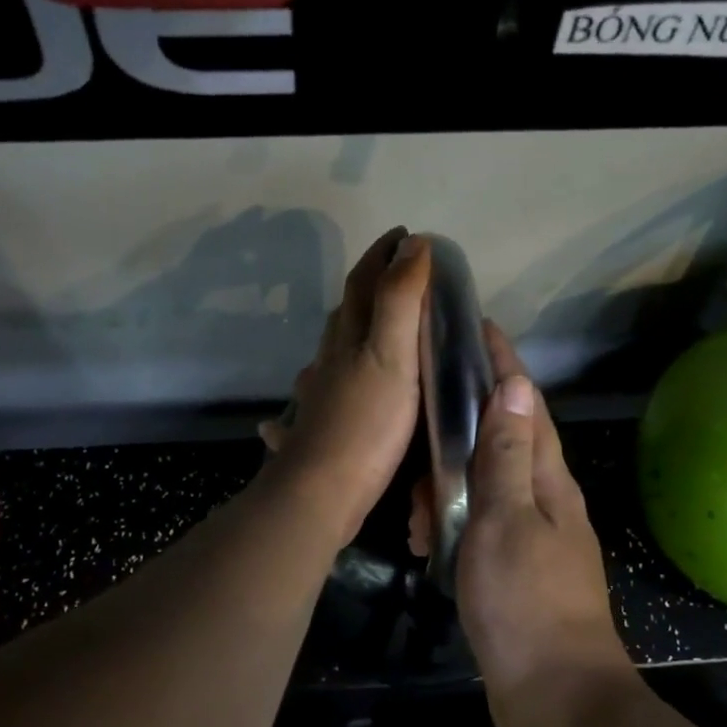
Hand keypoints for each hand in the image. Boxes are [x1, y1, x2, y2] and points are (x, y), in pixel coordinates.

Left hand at [259, 228, 430, 546]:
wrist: (321, 491)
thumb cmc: (365, 424)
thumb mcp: (392, 356)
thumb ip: (401, 302)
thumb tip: (412, 245)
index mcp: (348, 338)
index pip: (363, 283)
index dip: (382, 255)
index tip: (405, 235)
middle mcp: (328, 361)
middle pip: (343, 314)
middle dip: (367, 289)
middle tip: (395, 277)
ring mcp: (318, 397)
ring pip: (329, 354)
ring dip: (346, 334)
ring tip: (368, 331)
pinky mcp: (317, 430)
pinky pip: (316, 396)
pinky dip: (319, 386)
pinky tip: (314, 396)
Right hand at [414, 323, 636, 726]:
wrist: (555, 695)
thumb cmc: (526, 603)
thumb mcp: (506, 520)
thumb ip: (508, 456)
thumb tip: (514, 385)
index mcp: (549, 480)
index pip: (526, 404)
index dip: (503, 364)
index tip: (477, 327)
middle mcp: (545, 499)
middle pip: (504, 440)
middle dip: (460, 426)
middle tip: (416, 424)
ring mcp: (531, 535)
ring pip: (484, 486)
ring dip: (446, 486)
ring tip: (412, 510)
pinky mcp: (514, 568)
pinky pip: (477, 525)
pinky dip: (450, 523)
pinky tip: (424, 541)